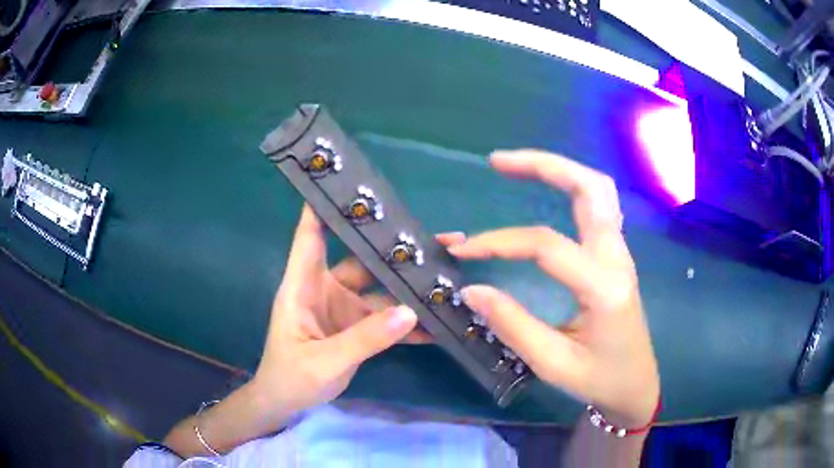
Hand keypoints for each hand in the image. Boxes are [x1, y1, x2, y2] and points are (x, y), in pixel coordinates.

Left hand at [252, 205, 420, 426]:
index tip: (346, 183)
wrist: (287, 403)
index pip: (310, 236)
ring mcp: (344, 310)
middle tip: (436, 239)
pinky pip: (385, 319)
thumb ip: (365, 339)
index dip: (322, 207)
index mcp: (303, 286)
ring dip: (409, 285)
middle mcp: (325, 289)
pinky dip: (408, 321)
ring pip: (380, 289)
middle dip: (395, 250)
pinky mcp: (356, 329)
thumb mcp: (324, 361)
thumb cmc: (290, 377)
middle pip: (362, 260)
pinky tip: (437, 320)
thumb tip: (411, 311)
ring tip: (446, 274)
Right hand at [448, 150, 658, 427]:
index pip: (547, 245)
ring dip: (559, 169)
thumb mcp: (554, 364)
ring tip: (518, 166)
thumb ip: (513, 325)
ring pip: (598, 189)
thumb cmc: (600, 379)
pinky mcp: (616, 255)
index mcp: (604, 287)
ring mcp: (620, 252)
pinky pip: (599, 205)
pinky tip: (549, 189)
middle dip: (544, 165)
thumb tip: (472, 291)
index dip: (500, 242)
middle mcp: (617, 258)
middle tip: (498, 162)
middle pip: (589, 188)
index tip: (465, 252)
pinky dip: (571, 186)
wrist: (636, 384)